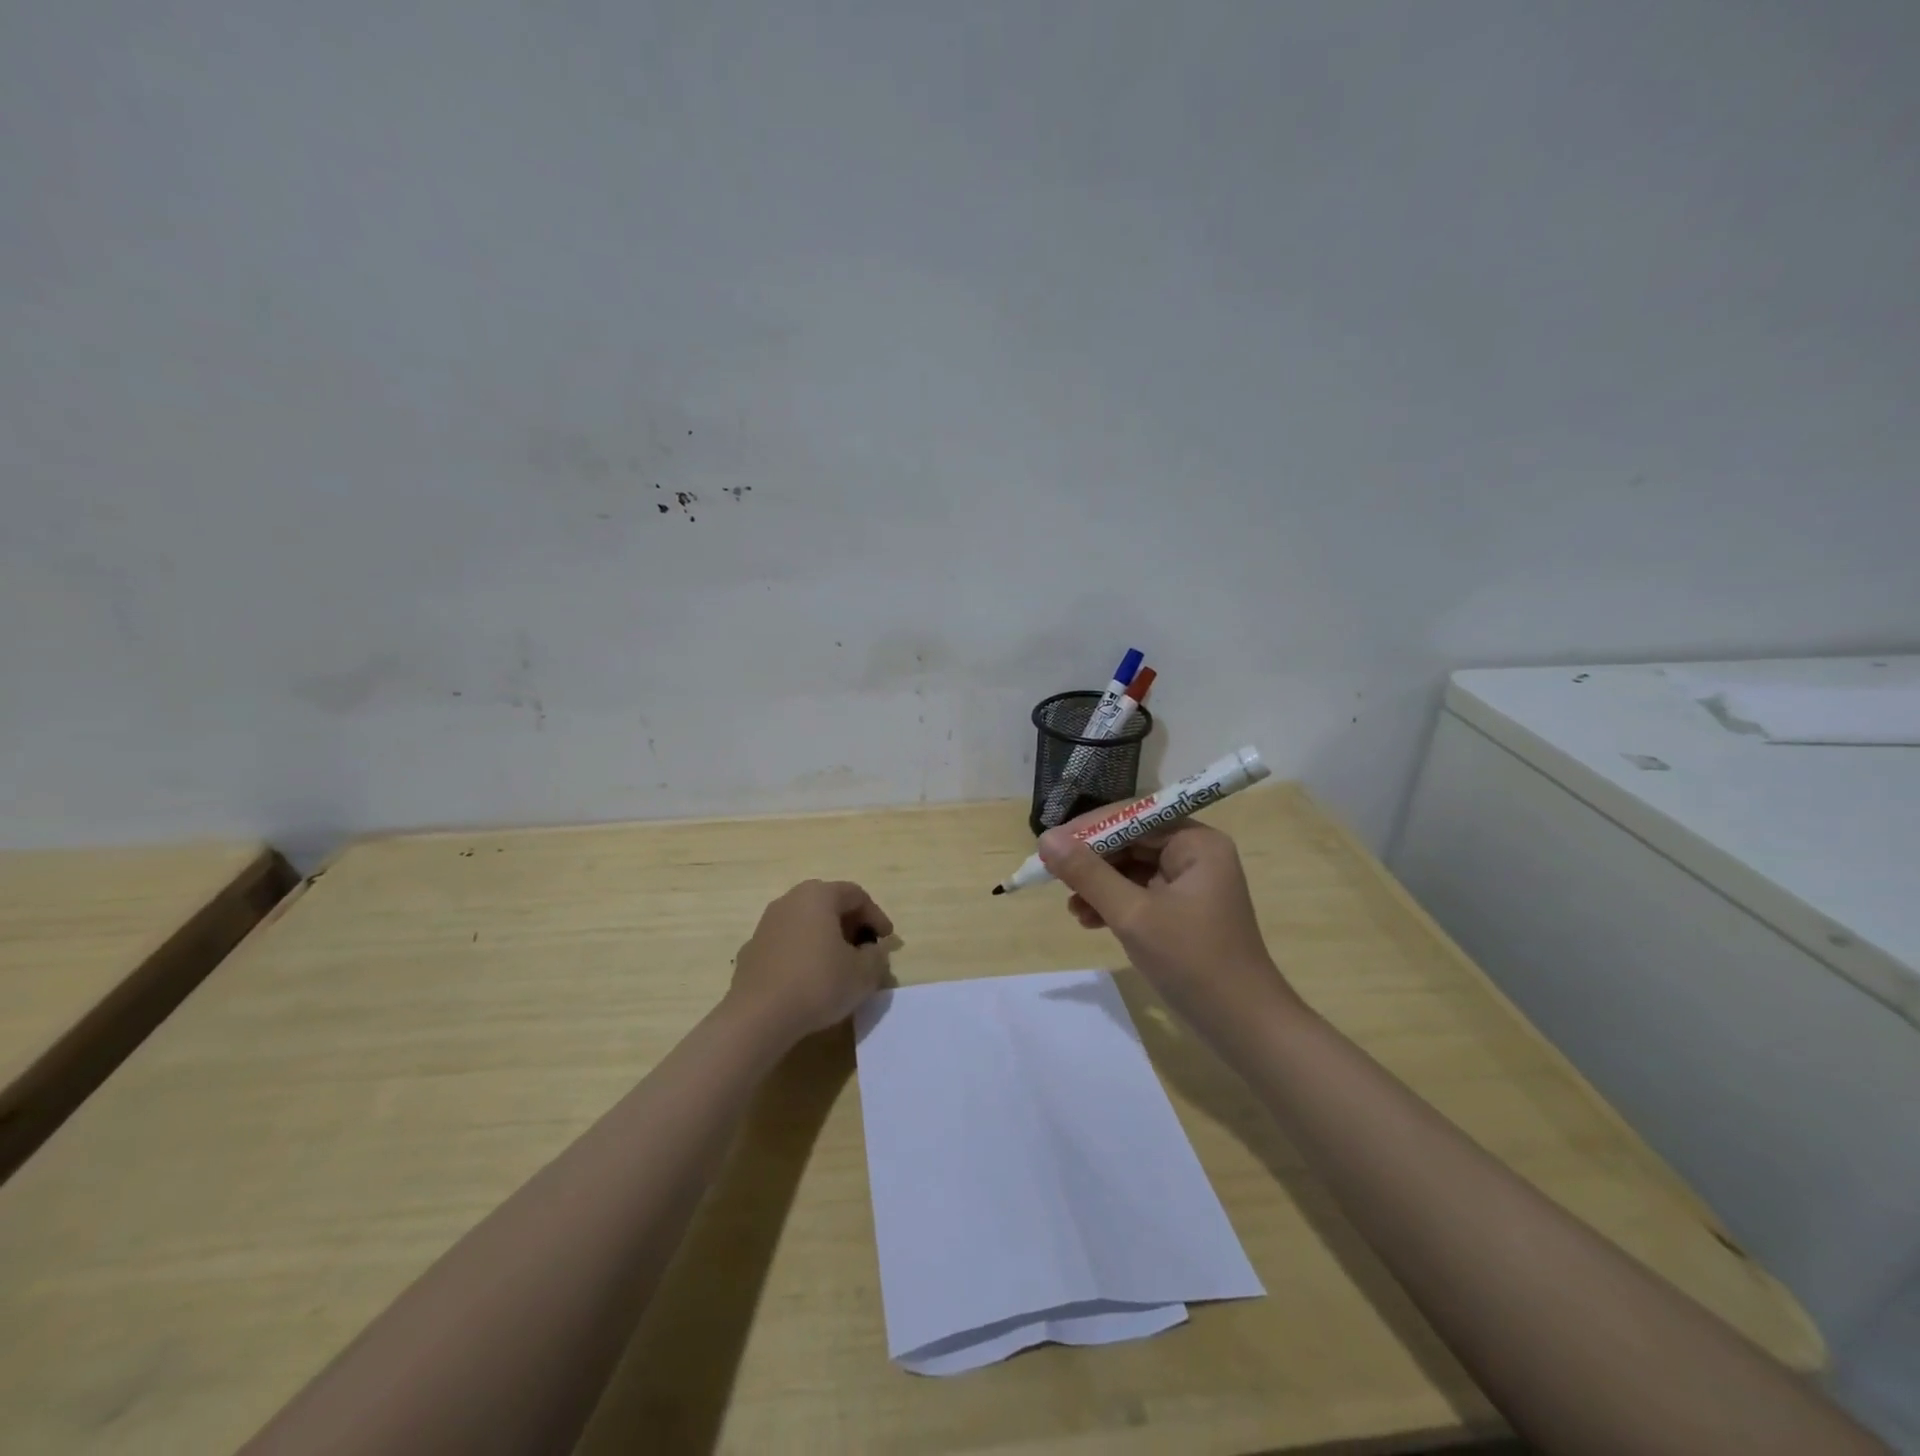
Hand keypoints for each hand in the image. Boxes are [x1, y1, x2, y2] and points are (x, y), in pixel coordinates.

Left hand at [727, 880, 893, 1043]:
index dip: (876, 916)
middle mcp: (790, 901)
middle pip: (829, 904)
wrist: (758, 1017)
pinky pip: (787, 943)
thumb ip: (877, 956)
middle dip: (851, 925)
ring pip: (806, 923)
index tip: (886, 941)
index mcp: (818, 896)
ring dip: (826, 938)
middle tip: (865, 949)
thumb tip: (874, 950)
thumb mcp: (864, 973)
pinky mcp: (752, 950)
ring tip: (839, 965)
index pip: (856, 895)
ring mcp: (766, 924)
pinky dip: (803, 953)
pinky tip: (809, 979)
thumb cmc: (818, 984)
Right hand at [1037, 820, 1300, 1040]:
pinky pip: (1139, 893)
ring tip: (1071, 908)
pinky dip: (1113, 904)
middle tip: (1051, 876)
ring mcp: (1190, 884)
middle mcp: (1195, 854)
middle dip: (1091, 861)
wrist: (1243, 1028)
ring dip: (1098, 885)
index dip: (1088, 828)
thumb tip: (1046, 840)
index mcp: (1196, 842)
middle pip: (1131, 841)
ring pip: (1131, 868)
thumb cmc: (1192, 962)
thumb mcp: (1133, 915)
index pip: (1133, 816)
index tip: (1049, 845)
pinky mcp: (1182, 911)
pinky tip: (1088, 921)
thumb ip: (1088, 874)